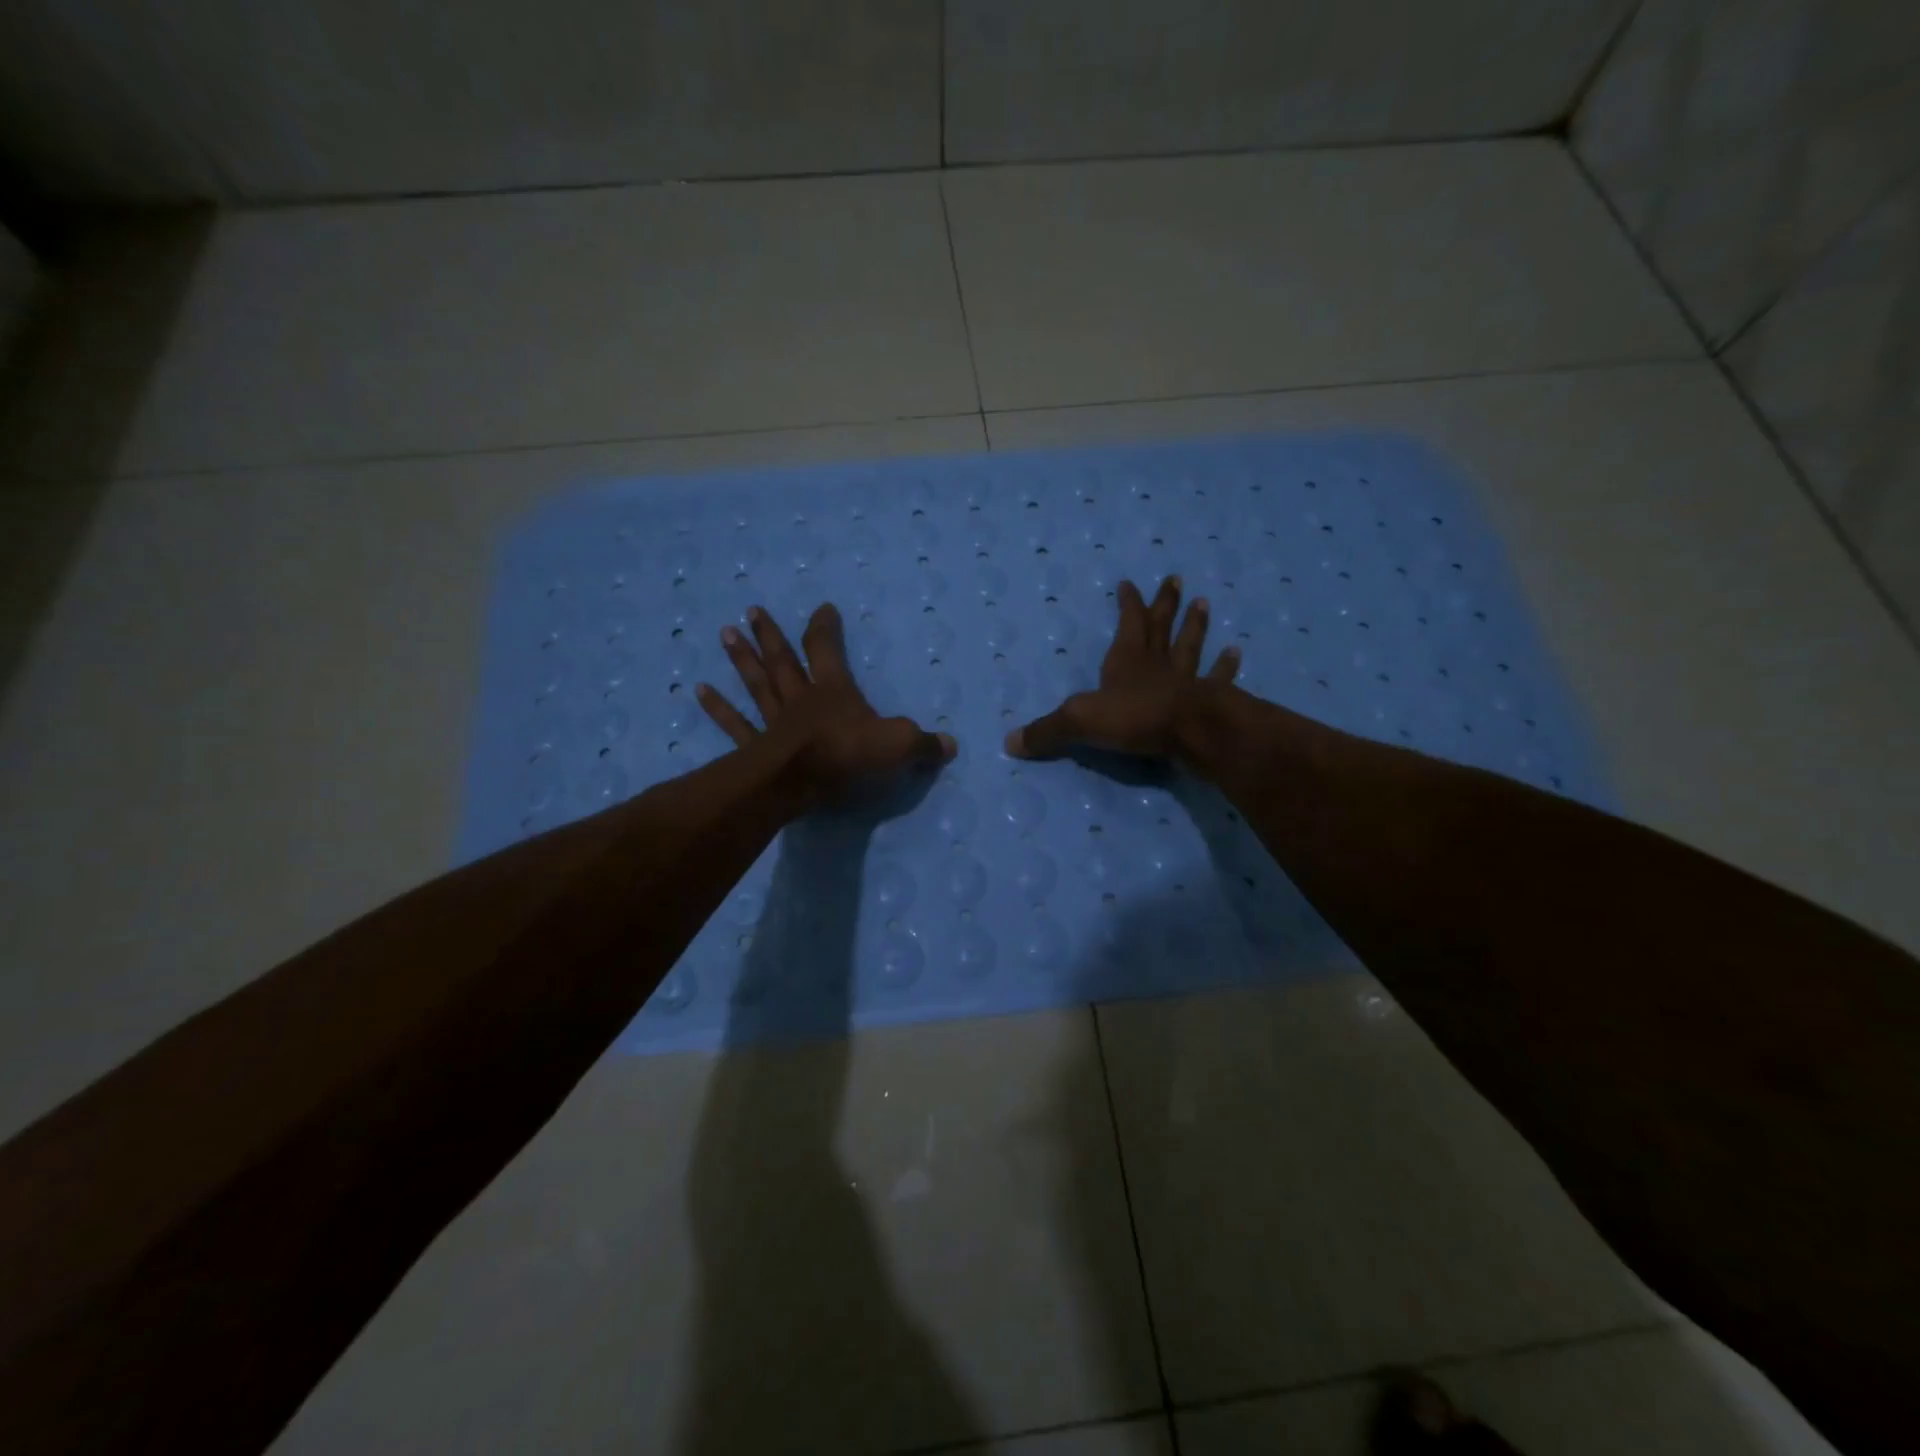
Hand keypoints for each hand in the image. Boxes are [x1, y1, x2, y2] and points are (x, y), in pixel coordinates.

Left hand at [698, 603, 954, 807]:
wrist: (800, 783)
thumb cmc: (848, 756)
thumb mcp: (898, 747)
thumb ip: (923, 745)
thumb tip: (950, 745)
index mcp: (833, 690)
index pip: (827, 649)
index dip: (825, 627)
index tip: (823, 608)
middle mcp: (800, 698)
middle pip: (783, 660)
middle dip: (770, 634)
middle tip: (751, 610)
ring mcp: (774, 721)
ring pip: (756, 684)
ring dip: (741, 659)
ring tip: (725, 633)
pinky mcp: (756, 746)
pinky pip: (735, 724)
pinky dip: (717, 707)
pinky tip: (698, 690)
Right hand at [1005, 575, 1238, 760]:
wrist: (1188, 733)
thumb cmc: (1133, 719)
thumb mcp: (1078, 723)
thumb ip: (1046, 732)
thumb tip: (1010, 743)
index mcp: (1126, 660)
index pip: (1128, 623)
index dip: (1129, 603)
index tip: (1129, 583)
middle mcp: (1157, 664)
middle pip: (1162, 627)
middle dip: (1166, 604)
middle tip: (1176, 580)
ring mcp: (1186, 681)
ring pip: (1190, 646)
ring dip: (1196, 626)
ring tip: (1205, 604)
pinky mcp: (1209, 700)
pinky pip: (1218, 678)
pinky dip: (1226, 666)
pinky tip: (1236, 652)